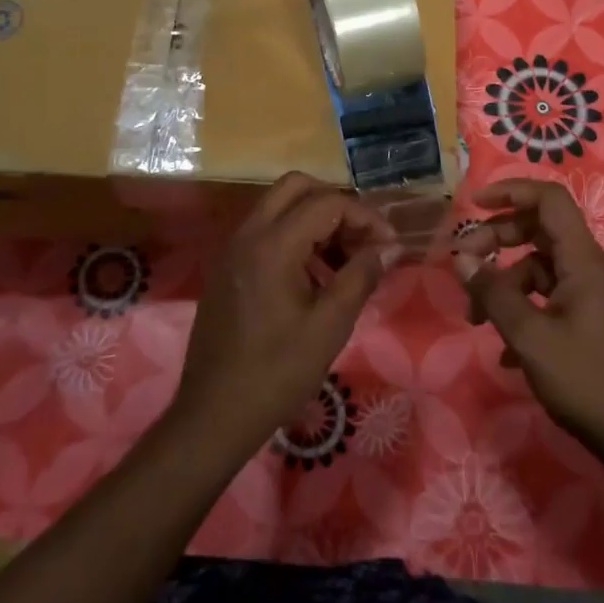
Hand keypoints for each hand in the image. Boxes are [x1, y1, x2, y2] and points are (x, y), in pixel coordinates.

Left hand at [174, 173, 399, 465]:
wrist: (213, 415)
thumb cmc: (276, 373)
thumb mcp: (329, 326)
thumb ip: (361, 276)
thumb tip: (389, 247)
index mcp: (272, 245)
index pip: (327, 203)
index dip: (365, 217)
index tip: (389, 245)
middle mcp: (248, 235)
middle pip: (297, 187)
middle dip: (337, 204)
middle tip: (362, 239)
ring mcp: (233, 250)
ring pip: (279, 207)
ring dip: (316, 220)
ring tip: (345, 262)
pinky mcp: (228, 268)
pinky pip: (265, 231)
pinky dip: (295, 237)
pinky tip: (315, 278)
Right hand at [453, 179, 603, 484]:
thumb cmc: (587, 380)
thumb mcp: (530, 337)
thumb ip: (493, 293)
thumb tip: (461, 258)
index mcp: (583, 260)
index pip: (549, 200)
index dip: (511, 192)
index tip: (474, 205)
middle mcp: (589, 268)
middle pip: (539, 230)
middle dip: (497, 240)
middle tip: (464, 263)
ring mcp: (591, 295)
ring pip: (539, 268)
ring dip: (504, 284)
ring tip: (475, 318)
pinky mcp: (589, 321)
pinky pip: (548, 298)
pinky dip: (522, 310)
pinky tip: (504, 350)